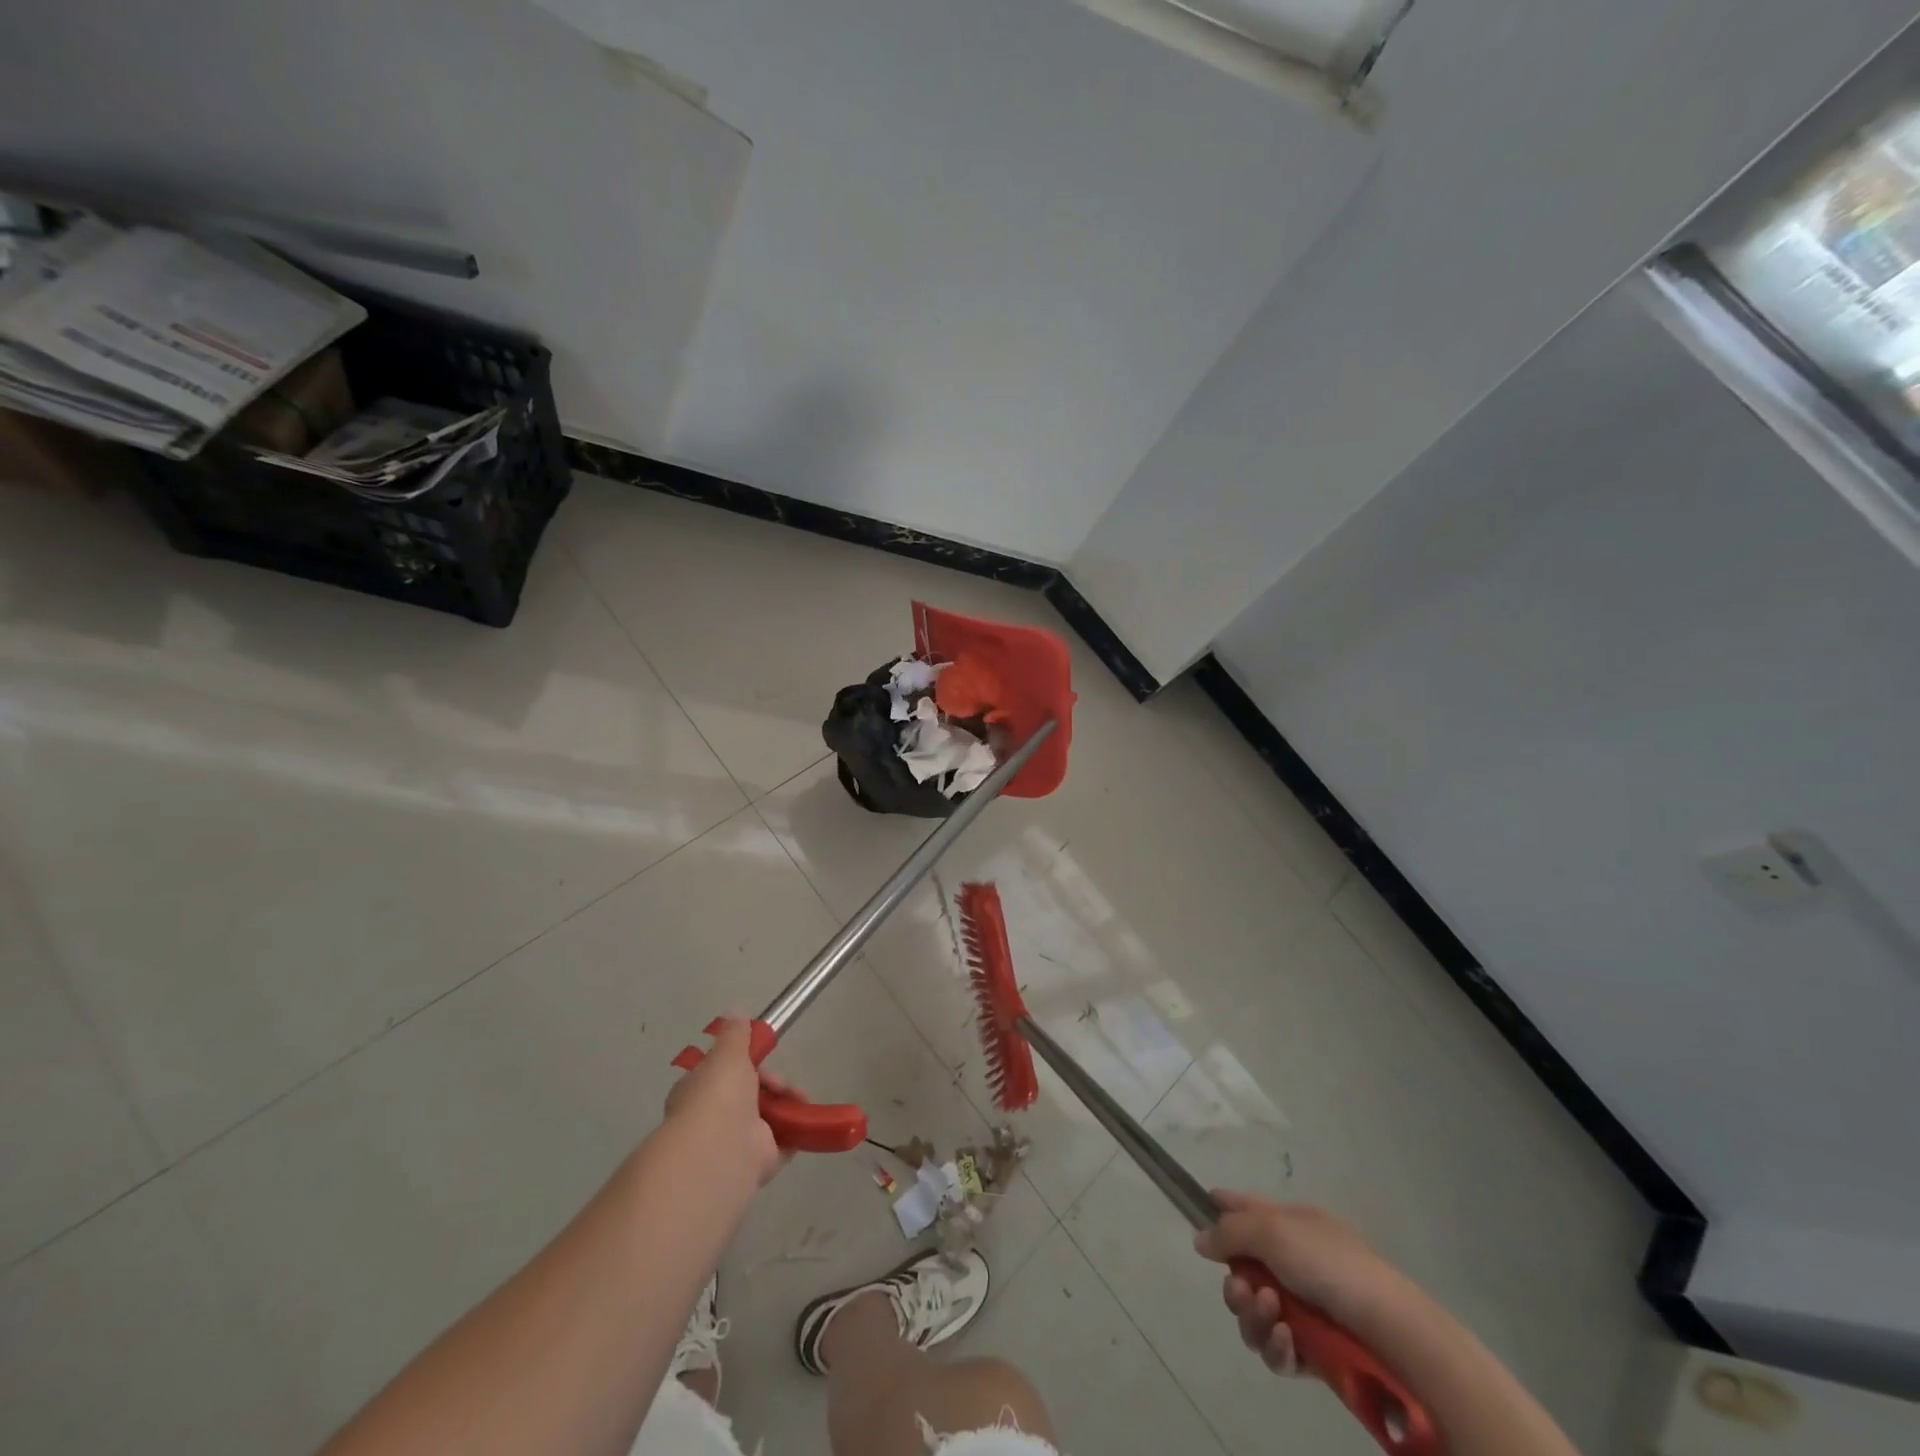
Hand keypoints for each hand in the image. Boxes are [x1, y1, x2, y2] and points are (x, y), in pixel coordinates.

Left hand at [663, 1019, 786, 1190]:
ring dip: (789, 1104)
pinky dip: (798, 1131)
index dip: (746, 1063)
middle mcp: (715, 1118)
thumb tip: (735, 1013)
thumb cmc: (718, 1095)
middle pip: (751, 1093)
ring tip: (802, 1099)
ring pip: (769, 1116)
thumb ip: (735, 1034)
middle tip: (783, 1084)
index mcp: (700, 1091)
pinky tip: (809, 1119)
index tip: (763, 1055)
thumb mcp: (727, 1053)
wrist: (721, 1151)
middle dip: (773, 1083)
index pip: (724, 1073)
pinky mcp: (760, 1162)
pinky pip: (784, 1142)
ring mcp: (737, 1142)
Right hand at [1193, 1192, 1410, 1376]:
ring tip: (1272, 1314)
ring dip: (1254, 1315)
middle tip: (1242, 1289)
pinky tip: (1287, 1341)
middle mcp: (1294, 1262)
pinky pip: (1277, 1349)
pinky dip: (1275, 1345)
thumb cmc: (1328, 1263)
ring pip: (1255, 1312)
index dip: (1222, 1208)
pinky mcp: (1312, 1352)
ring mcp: (1303, 1308)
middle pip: (1242, 1269)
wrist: (1386, 1327)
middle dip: (1235, 1284)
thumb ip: (1230, 1231)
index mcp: (1291, 1224)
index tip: (1199, 1215)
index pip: (1247, 1207)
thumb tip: (1200, 1239)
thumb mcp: (1272, 1230)